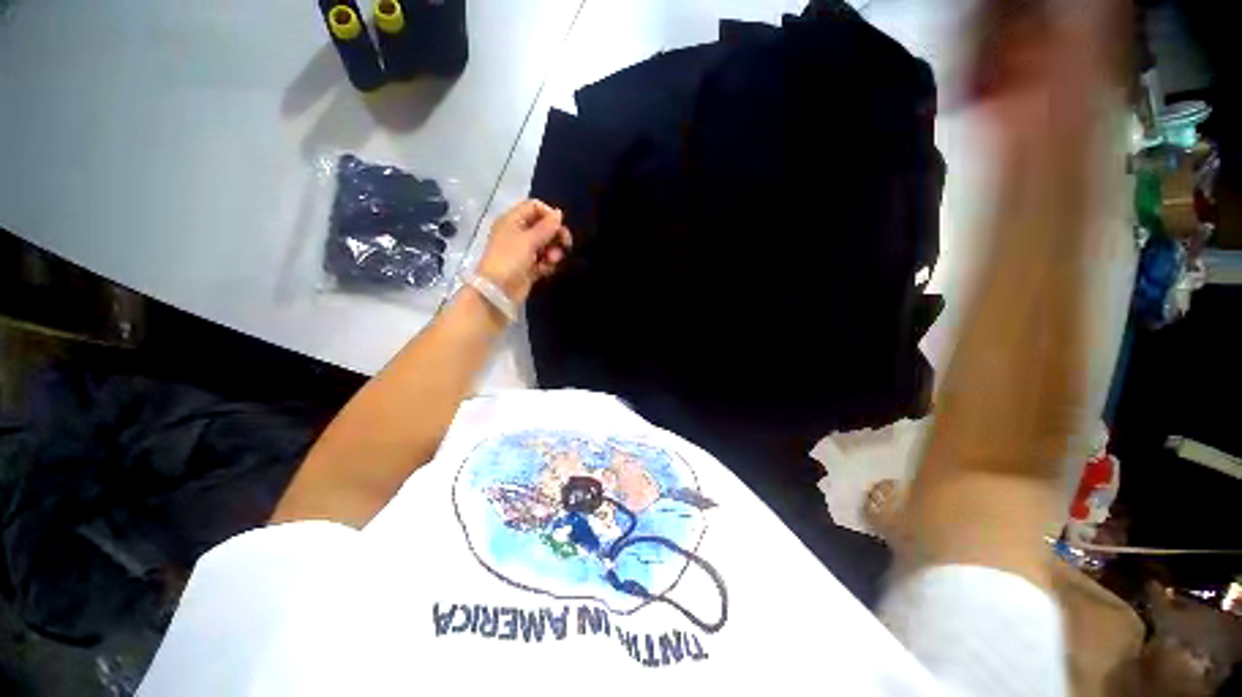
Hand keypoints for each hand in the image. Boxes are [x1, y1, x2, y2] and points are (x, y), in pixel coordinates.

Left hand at [477, 199, 572, 304]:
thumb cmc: (510, 259)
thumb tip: (559, 213)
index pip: (534, 207)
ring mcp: (523, 251)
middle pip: (542, 227)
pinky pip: (543, 260)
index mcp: (512, 220)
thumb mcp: (529, 240)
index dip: (549, 214)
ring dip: (553, 251)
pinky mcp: (528, 267)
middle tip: (566, 244)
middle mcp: (517, 233)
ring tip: (553, 260)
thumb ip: (546, 227)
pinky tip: (547, 269)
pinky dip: (547, 264)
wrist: (499, 290)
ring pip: (545, 245)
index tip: (560, 226)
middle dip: (555, 235)